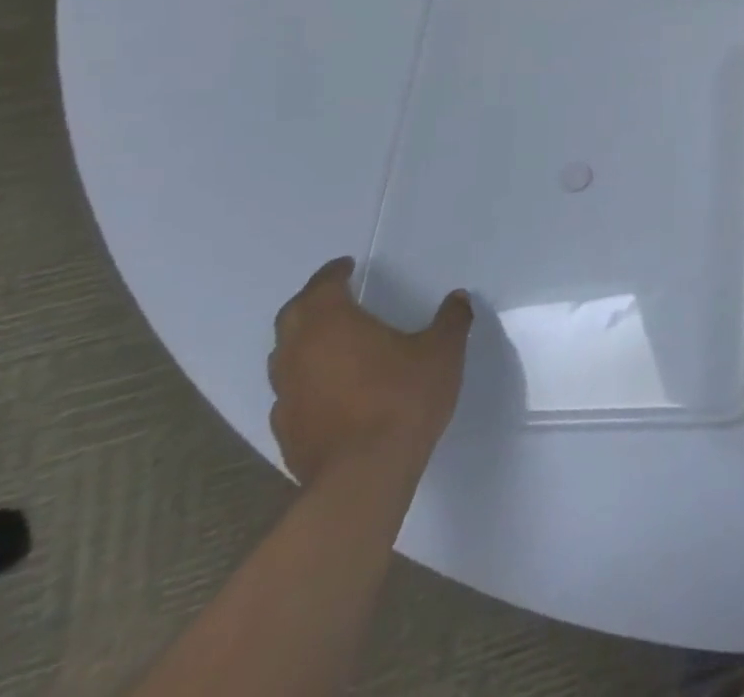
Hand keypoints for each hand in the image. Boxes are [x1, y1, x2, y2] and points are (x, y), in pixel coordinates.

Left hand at [267, 257, 472, 485]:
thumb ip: (451, 320)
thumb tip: (458, 299)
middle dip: (312, 301)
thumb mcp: (443, 351)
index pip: (322, 286)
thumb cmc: (402, 399)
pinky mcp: (286, 431)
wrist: (362, 478)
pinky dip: (307, 379)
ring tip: (333, 341)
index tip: (346, 266)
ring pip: (285, 356)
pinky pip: (291, 391)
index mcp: (331, 324)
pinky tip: (331, 388)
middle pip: (292, 317)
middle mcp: (298, 354)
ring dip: (304, 342)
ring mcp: (286, 395)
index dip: (333, 273)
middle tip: (335, 296)